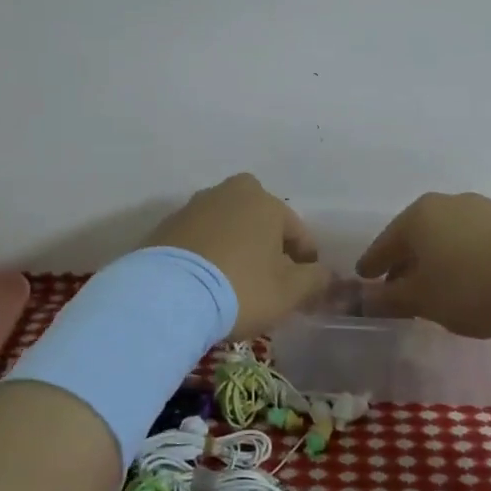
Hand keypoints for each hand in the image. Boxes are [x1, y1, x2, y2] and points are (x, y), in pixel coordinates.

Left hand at [148, 174, 329, 339]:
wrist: (168, 297)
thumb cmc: (241, 288)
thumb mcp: (289, 291)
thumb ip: (315, 279)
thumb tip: (325, 274)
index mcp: (264, 201)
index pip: (297, 231)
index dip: (305, 259)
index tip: (305, 284)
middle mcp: (228, 194)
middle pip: (258, 220)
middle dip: (267, 243)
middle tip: (269, 276)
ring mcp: (192, 208)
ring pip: (226, 226)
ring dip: (235, 246)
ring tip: (235, 280)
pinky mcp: (165, 228)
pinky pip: (198, 240)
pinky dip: (207, 254)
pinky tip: (206, 281)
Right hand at [356, 192, 490, 337]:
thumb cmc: (473, 287)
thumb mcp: (424, 300)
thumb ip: (390, 299)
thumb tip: (362, 299)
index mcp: (418, 216)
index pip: (384, 244)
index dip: (372, 266)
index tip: (364, 280)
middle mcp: (448, 203)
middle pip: (416, 237)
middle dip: (405, 263)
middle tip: (397, 288)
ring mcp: (483, 209)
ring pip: (446, 237)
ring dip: (436, 261)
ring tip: (437, 288)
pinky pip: (474, 241)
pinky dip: (463, 259)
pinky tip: (471, 280)